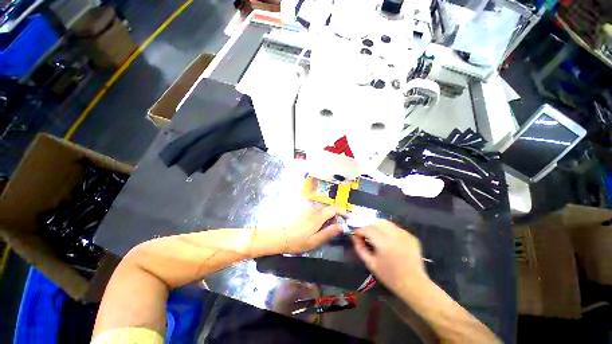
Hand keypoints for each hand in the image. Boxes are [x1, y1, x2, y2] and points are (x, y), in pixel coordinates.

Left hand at [251, 206, 343, 255]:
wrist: (274, 235)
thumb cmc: (294, 241)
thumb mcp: (313, 241)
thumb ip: (328, 233)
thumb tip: (341, 226)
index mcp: (317, 216)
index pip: (334, 209)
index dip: (342, 211)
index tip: (347, 217)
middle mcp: (312, 209)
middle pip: (327, 209)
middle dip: (333, 217)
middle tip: (333, 228)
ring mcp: (304, 207)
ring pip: (319, 210)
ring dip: (324, 217)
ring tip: (320, 229)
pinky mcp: (298, 208)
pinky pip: (311, 210)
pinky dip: (315, 216)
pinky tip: (309, 225)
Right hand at [352, 220, 428, 295]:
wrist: (414, 284)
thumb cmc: (389, 276)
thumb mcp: (370, 263)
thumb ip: (360, 247)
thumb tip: (353, 236)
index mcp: (384, 243)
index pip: (368, 228)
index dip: (359, 230)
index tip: (355, 233)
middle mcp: (395, 235)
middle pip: (377, 222)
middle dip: (368, 226)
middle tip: (365, 234)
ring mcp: (405, 234)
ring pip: (386, 222)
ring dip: (378, 226)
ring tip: (376, 236)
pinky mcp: (411, 236)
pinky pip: (395, 227)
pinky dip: (388, 230)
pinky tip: (388, 240)